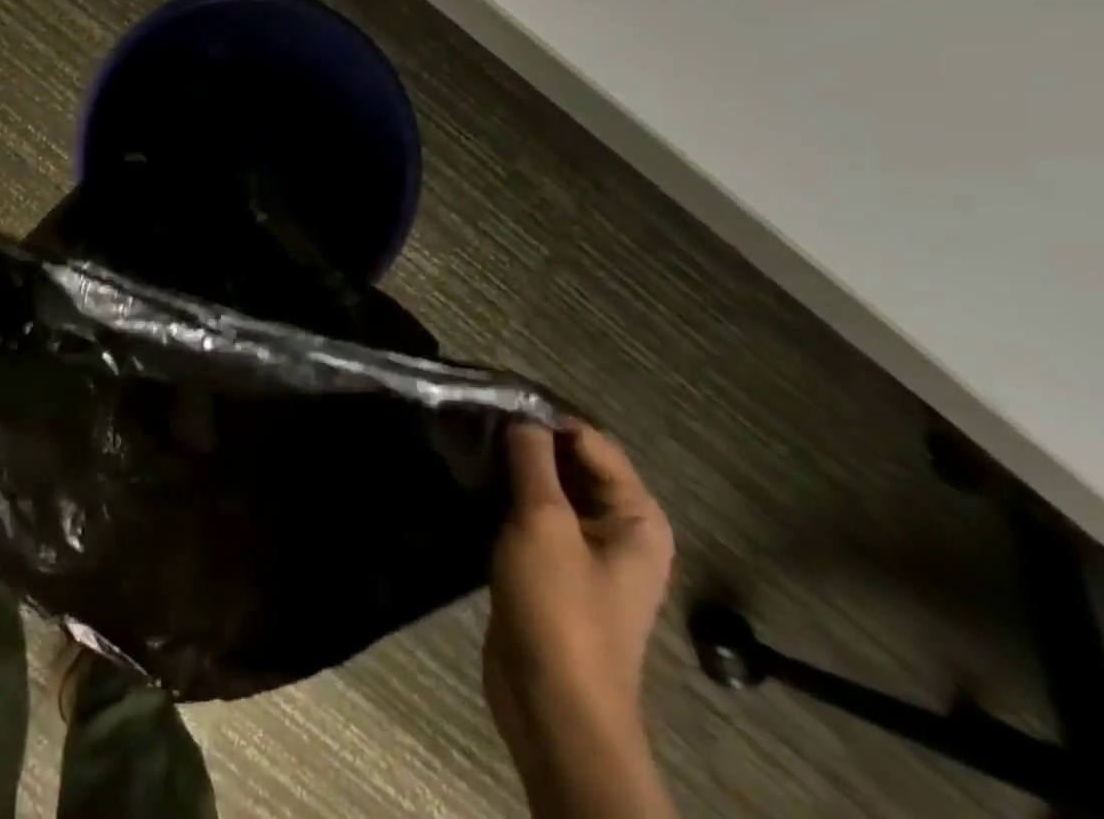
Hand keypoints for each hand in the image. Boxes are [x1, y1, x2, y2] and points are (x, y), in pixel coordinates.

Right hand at [484, 421, 674, 812]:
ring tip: (468, 438)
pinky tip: (473, 476)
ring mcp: (585, 549)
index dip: (545, 416)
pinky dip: (507, 493)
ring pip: (548, 487)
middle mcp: (618, 527)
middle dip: (527, 438)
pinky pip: (533, 513)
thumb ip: (533, 460)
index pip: (591, 440)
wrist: (553, 706)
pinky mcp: (552, 566)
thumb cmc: (559, 609)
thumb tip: (522, 413)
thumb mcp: (544, 523)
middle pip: (572, 461)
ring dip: (514, 465)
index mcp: (635, 516)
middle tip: (475, 414)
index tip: (493, 397)